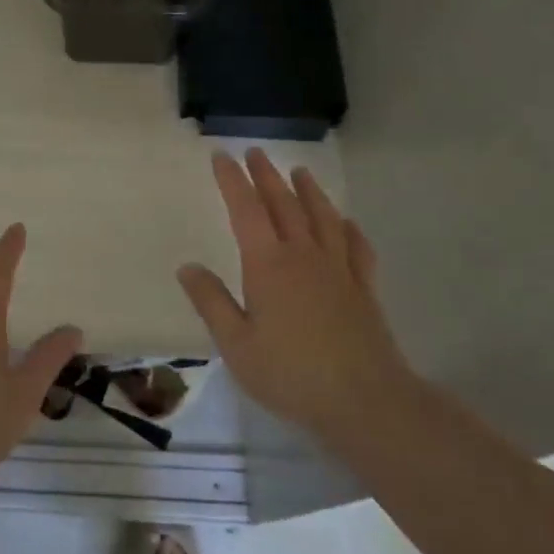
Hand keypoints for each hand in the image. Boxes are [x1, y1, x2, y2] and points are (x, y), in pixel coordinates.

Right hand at [177, 149, 417, 447]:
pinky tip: (346, 223)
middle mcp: (304, 256)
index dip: (232, 180)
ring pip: (322, 217)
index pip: (245, 210)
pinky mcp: (364, 289)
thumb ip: (212, 302)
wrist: (365, 401)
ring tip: (299, 171)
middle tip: (256, 152)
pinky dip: (349, 229)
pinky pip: (357, 248)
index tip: (221, 156)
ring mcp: (338, 270)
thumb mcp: (236, 344)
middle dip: (267, 176)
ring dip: (309, 191)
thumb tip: (188, 266)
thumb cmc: (291, 374)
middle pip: (284, 204)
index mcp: (269, 265)